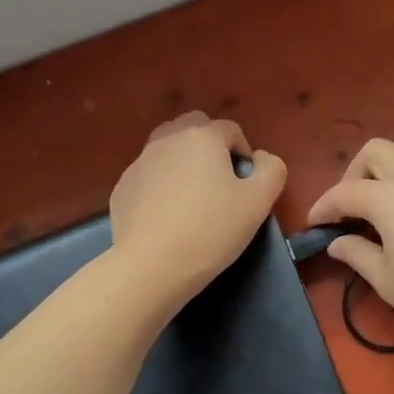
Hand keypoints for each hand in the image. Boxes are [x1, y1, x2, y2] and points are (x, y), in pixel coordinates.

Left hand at [109, 112, 286, 309]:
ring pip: (166, 147)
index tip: (245, 185)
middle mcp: (168, 140)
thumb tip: (261, 159)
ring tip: (191, 195)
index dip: (244, 153)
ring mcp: (140, 162)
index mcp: (202, 137)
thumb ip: (271, 170)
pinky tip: (166, 215)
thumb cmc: (211, 230)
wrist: (152, 265)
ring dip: (182, 160)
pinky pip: (148, 175)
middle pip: (194, 127)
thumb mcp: (258, 202)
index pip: (230, 129)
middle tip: (218, 182)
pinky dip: (160, 184)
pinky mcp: (122, 187)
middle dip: (209, 146)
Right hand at [307, 136, 393, 354]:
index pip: (345, 192)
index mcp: (389, 197)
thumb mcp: (389, 283)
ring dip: (390, 164)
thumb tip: (337, 241)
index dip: (324, 207)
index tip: (314, 225)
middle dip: (354, 174)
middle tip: (352, 207)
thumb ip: (358, 255)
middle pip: (375, 151)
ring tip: (387, 195)